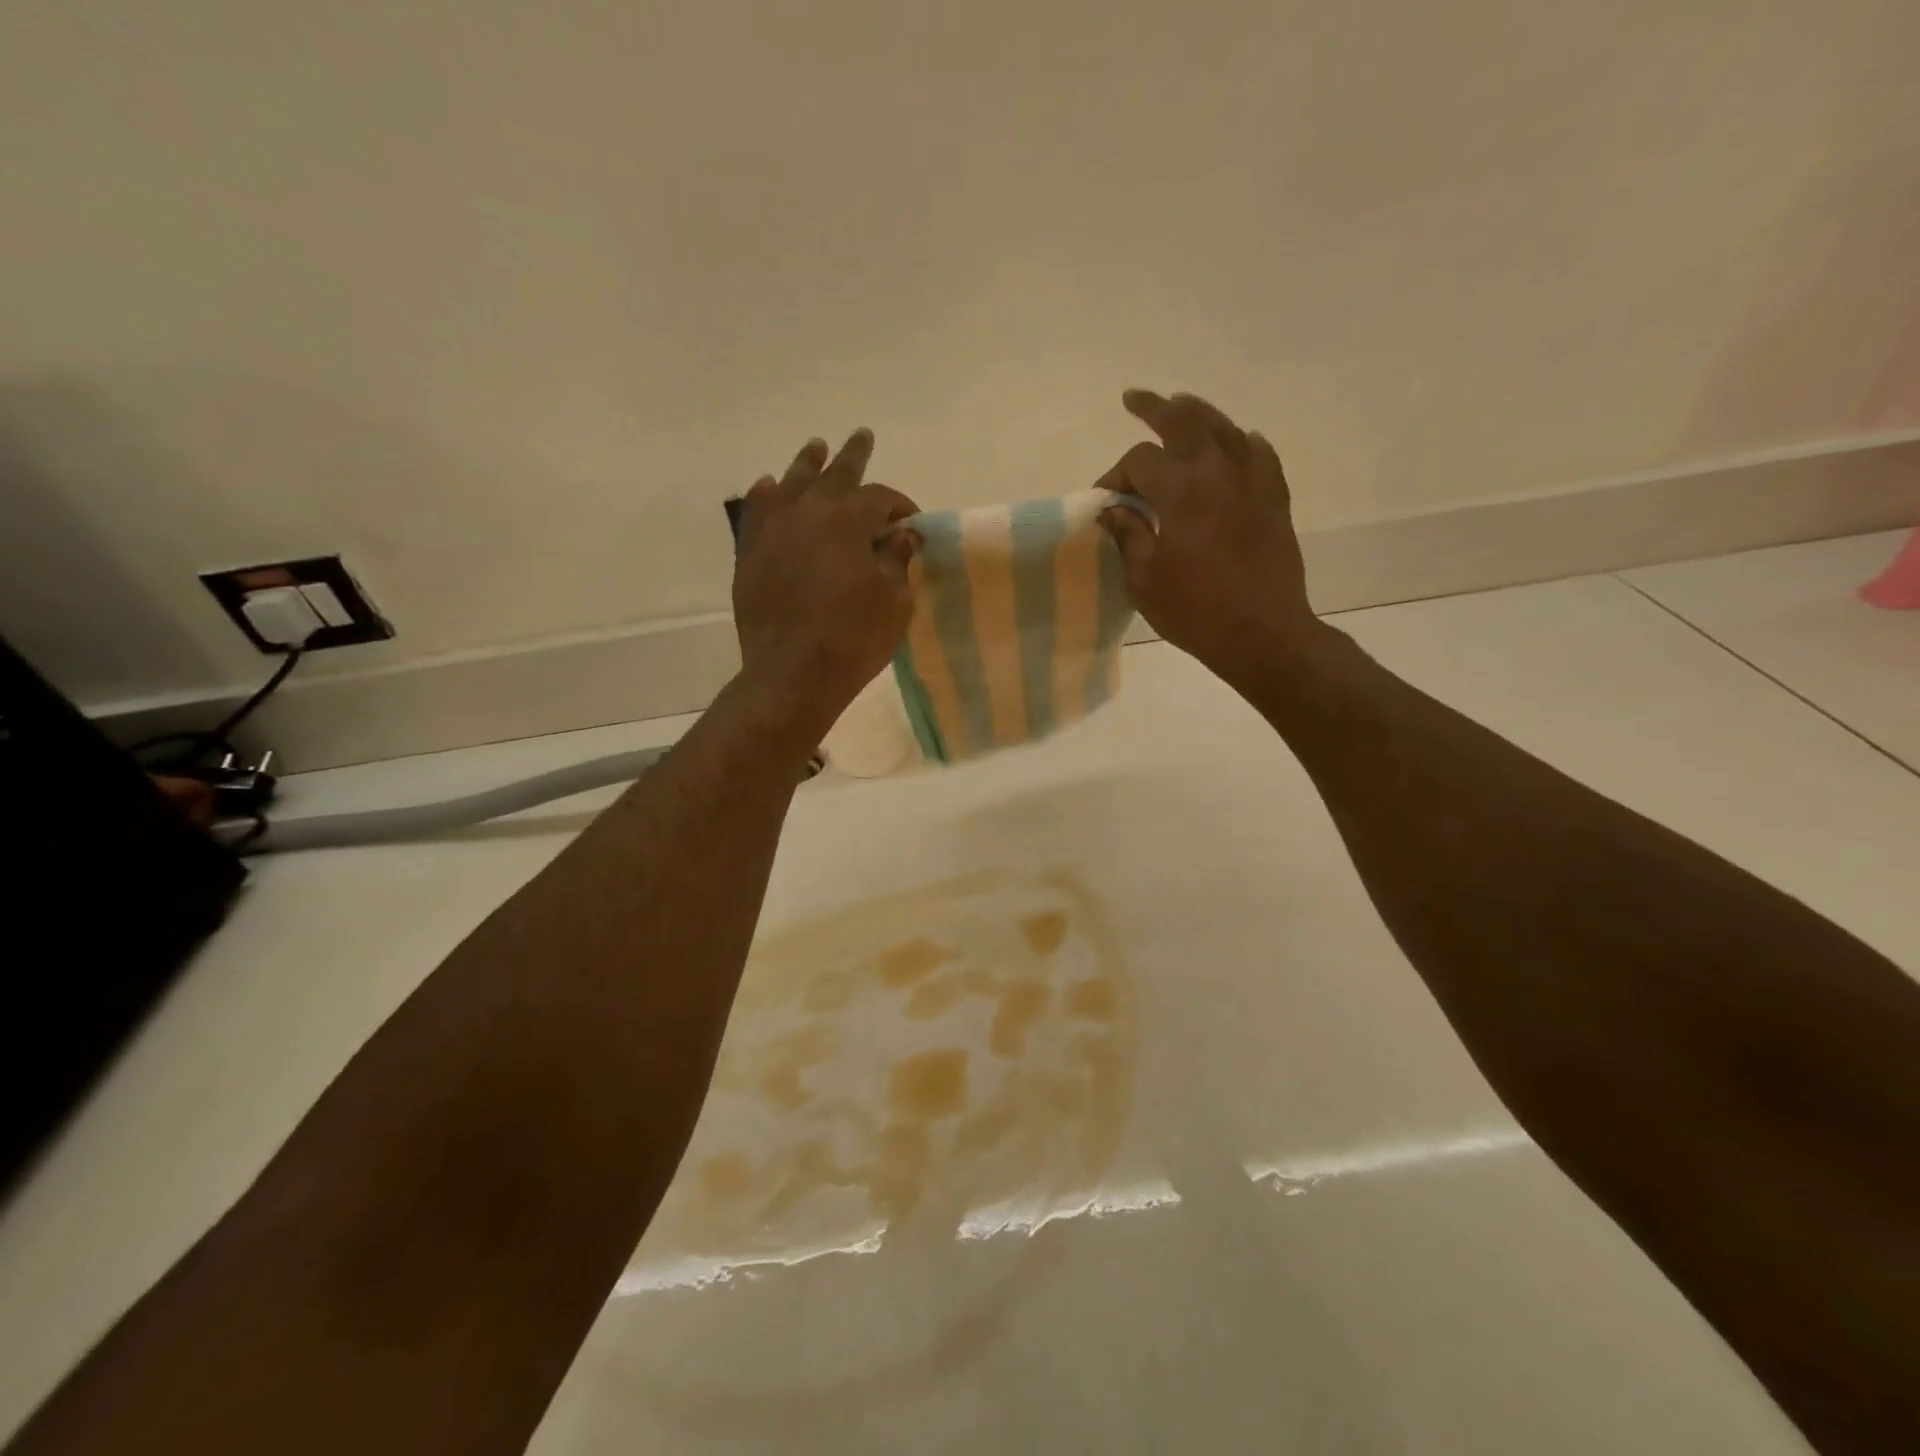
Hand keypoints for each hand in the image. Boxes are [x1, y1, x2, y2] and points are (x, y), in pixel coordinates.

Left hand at [732, 428, 919, 735]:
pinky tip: (769, 486)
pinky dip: (766, 495)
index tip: (911, 523)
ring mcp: (772, 530)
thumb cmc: (853, 639)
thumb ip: (896, 560)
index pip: (880, 497)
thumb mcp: (893, 601)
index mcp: (848, 520)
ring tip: (816, 447)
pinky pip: (756, 512)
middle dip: (853, 457)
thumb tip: (901, 535)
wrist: (792, 674)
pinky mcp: (749, 553)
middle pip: (835, 475)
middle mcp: (807, 512)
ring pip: (791, 484)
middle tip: (862, 435)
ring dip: (807, 464)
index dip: (900, 505)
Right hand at [1096, 389, 1319, 681]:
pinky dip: (1244, 443)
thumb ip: (1128, 536)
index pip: (1140, 461)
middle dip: (1155, 408)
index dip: (1116, 475)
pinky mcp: (1275, 499)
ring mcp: (1253, 482)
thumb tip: (1112, 510)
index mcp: (1181, 492)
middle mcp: (1218, 473)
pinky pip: (1260, 455)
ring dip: (1198, 413)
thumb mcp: (1145, 580)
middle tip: (1135, 399)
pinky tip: (1238, 443)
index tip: (1105, 501)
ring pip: (1225, 428)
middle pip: (1185, 422)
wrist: (1263, 634)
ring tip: (1181, 405)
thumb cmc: (1195, 612)